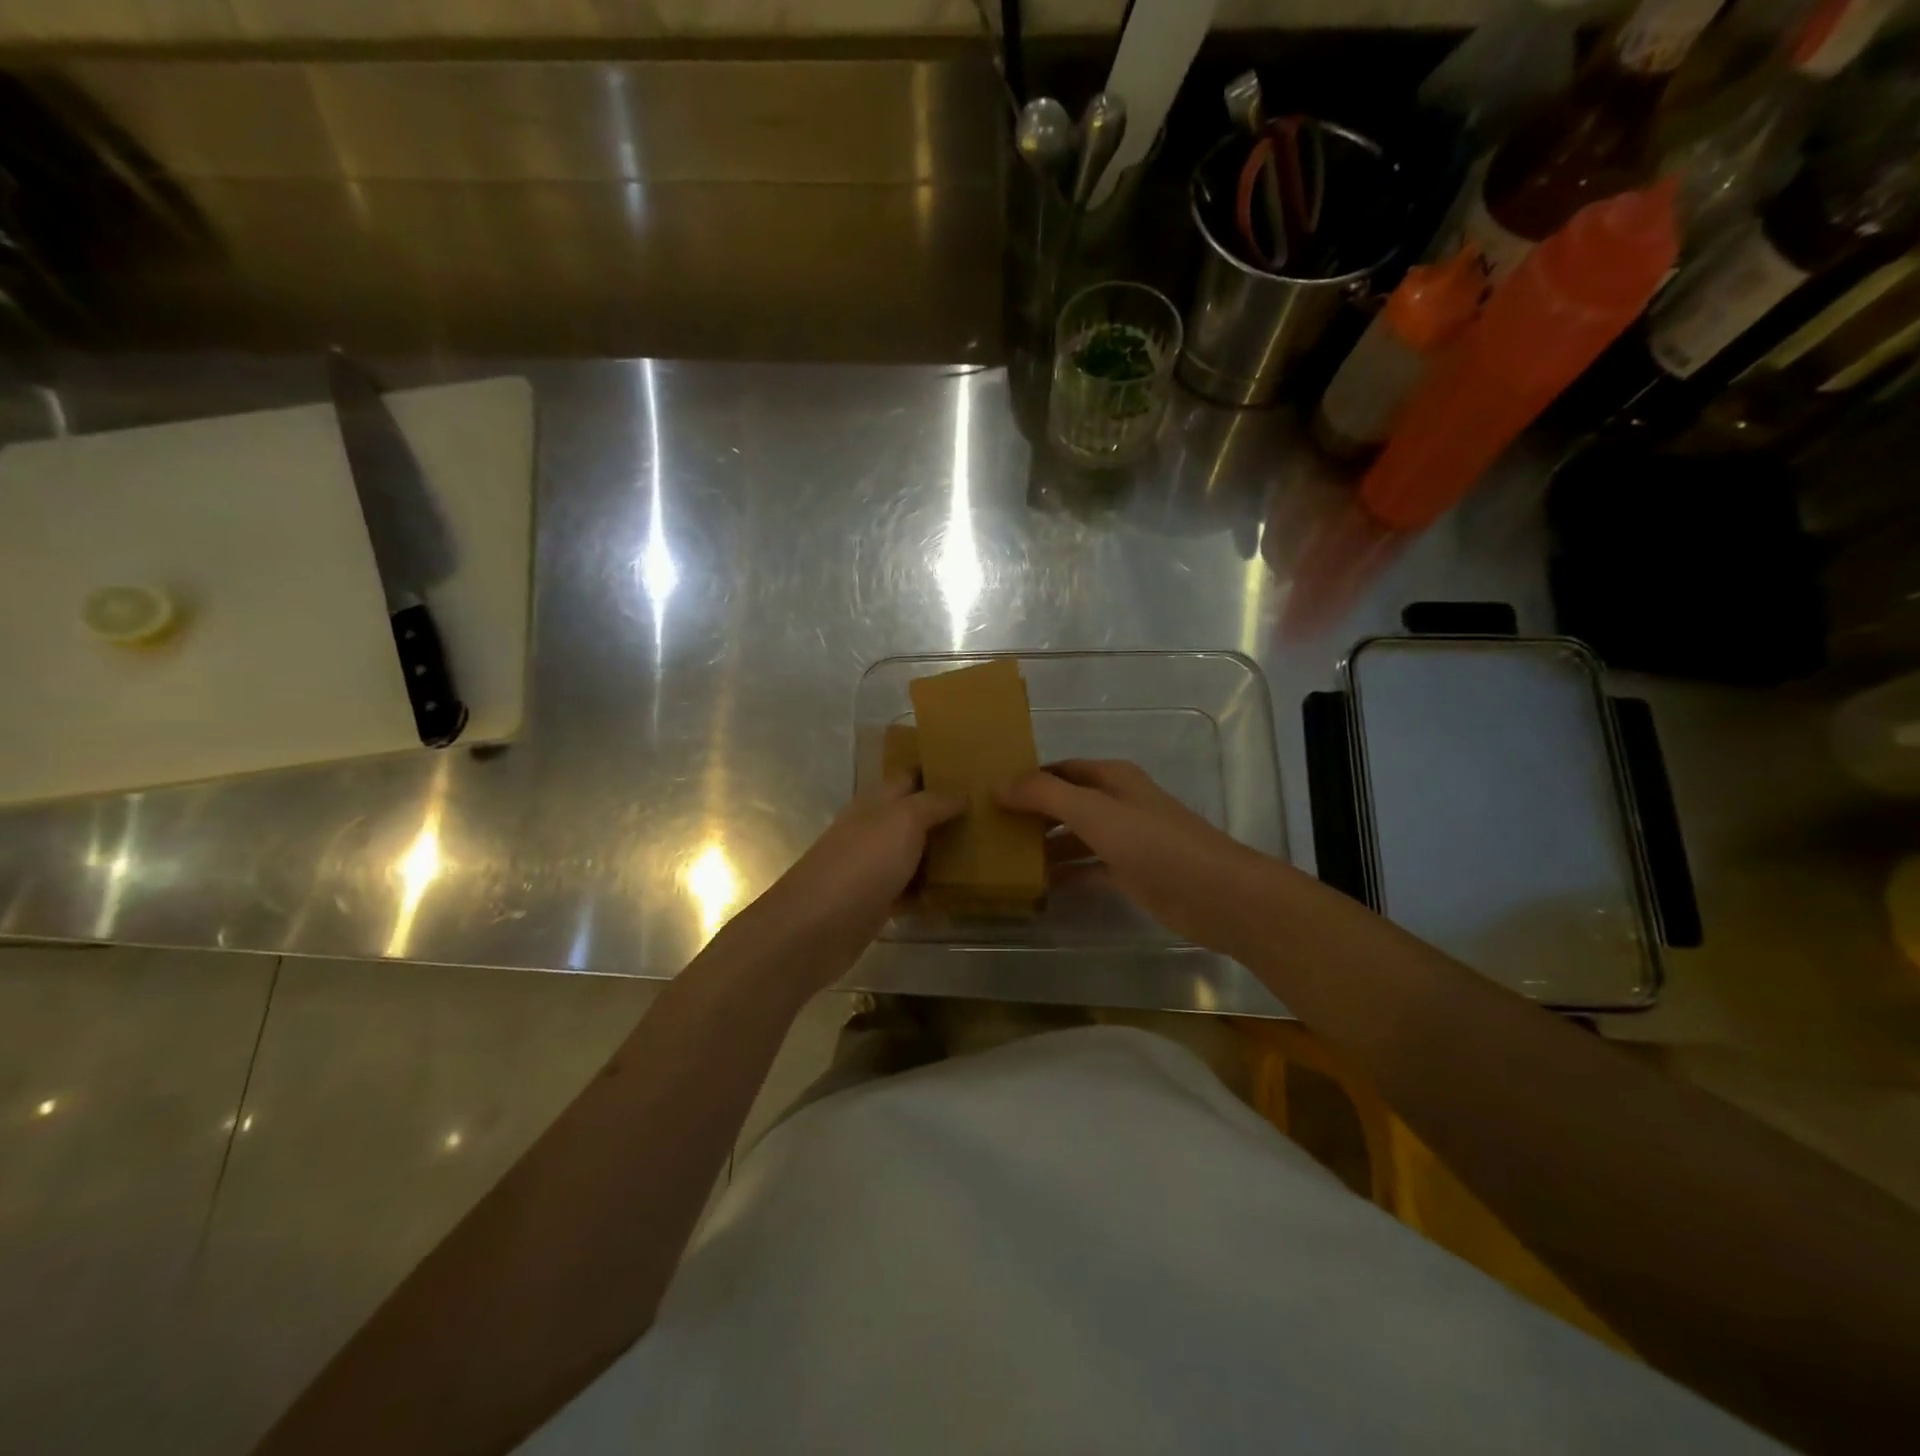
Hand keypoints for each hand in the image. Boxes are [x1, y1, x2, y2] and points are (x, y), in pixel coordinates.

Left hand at [745, 778, 964, 984]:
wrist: (814, 928)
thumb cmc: (861, 864)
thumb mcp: (902, 821)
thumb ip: (932, 803)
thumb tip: (961, 793)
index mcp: (875, 803)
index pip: (909, 777)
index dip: (936, 771)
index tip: (974, 772)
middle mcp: (873, 830)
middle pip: (913, 816)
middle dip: (945, 813)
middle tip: (991, 814)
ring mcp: (872, 868)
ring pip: (913, 853)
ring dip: (941, 853)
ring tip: (986, 850)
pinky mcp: (875, 903)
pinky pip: (909, 890)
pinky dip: (929, 890)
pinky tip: (959, 893)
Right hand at [998, 759, 1273, 954]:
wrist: (1214, 894)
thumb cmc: (1153, 843)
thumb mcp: (1093, 811)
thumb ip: (1045, 795)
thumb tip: (999, 784)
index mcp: (1112, 779)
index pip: (1061, 770)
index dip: (1028, 777)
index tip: (990, 791)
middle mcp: (1117, 804)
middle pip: (1065, 803)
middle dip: (1031, 813)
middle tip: (989, 827)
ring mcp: (1124, 841)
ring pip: (1074, 837)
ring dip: (1044, 846)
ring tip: (1002, 858)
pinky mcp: (1129, 874)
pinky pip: (1086, 869)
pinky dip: (1063, 875)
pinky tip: (1035, 886)